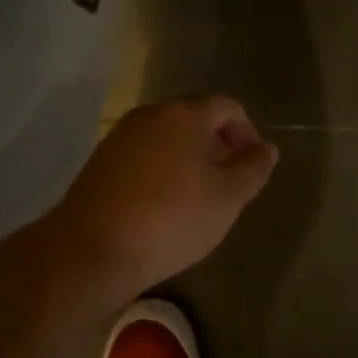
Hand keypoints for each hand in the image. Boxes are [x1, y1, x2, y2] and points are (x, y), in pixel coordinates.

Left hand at [53, 96, 278, 300]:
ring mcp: (120, 136)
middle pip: (195, 118)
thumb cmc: (171, 219)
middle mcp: (150, 114)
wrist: (91, 251)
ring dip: (189, 158)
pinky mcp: (100, 161)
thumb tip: (266, 149)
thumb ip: (252, 169)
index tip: (253, 165)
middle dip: (218, 144)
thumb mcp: (227, 199)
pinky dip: (162, 169)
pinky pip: (144, 155)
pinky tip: (164, 205)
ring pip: (167, 137)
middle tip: (229, 181)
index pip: (227, 107)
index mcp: (184, 115)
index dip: (247, 131)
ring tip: (199, 196)